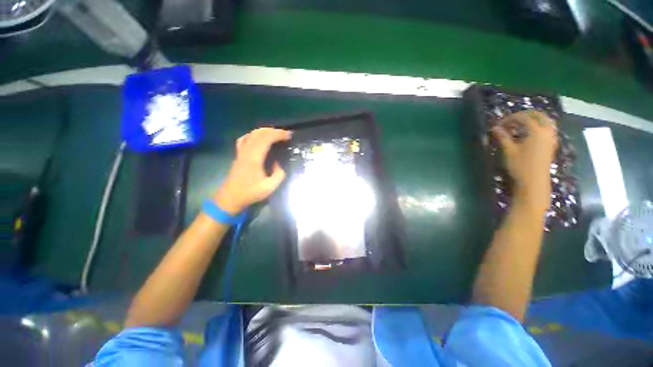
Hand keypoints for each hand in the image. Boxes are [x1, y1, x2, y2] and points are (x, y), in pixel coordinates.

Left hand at [213, 128, 291, 213]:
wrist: (230, 198)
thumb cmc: (250, 193)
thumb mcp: (270, 187)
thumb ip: (279, 174)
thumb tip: (278, 164)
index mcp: (254, 158)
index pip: (266, 139)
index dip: (278, 134)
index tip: (289, 136)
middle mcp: (246, 152)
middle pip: (259, 134)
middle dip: (274, 131)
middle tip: (285, 134)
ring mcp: (240, 152)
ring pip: (251, 134)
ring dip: (265, 131)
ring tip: (275, 133)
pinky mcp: (238, 155)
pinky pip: (244, 139)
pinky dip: (253, 135)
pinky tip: (258, 137)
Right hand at [492, 111, 557, 211]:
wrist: (534, 182)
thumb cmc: (520, 165)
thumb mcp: (509, 150)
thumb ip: (503, 137)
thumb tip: (495, 128)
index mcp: (537, 131)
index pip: (524, 118)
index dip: (511, 118)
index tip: (499, 124)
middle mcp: (547, 132)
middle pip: (538, 116)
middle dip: (524, 115)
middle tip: (511, 120)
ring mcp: (551, 138)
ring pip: (545, 121)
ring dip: (533, 120)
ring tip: (519, 126)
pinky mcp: (551, 145)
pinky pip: (547, 129)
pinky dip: (538, 127)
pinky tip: (528, 133)